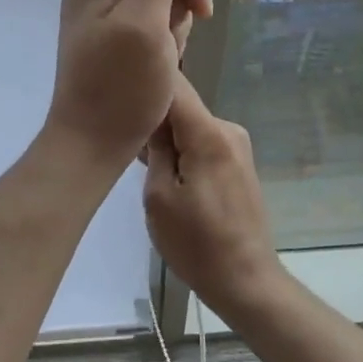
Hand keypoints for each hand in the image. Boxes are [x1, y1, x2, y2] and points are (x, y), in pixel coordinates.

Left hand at [46, 0, 211, 165]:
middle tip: (168, 41)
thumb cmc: (121, 88)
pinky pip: (153, 14)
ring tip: (162, 56)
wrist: (94, 145)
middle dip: (177, 1)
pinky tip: (158, 61)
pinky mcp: (113, 27)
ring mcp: (103, 4)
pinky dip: (164, 36)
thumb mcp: (146, 22)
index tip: (199, 11)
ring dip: (173, 22)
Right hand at [143, 72, 284, 320]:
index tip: (117, 86)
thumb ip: (154, 148)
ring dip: (166, 135)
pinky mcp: (238, 162)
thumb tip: (147, 114)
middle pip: (182, 105)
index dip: (146, 80)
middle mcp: (228, 129)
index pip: (175, 85)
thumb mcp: (159, 197)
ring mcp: (237, 145)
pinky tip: (163, 172)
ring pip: (190, 124)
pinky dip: (181, 148)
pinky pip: (202, 141)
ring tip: (137, 157)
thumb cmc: (196, 243)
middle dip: (152, 115)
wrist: (246, 281)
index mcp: (209, 133)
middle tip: (119, 134)